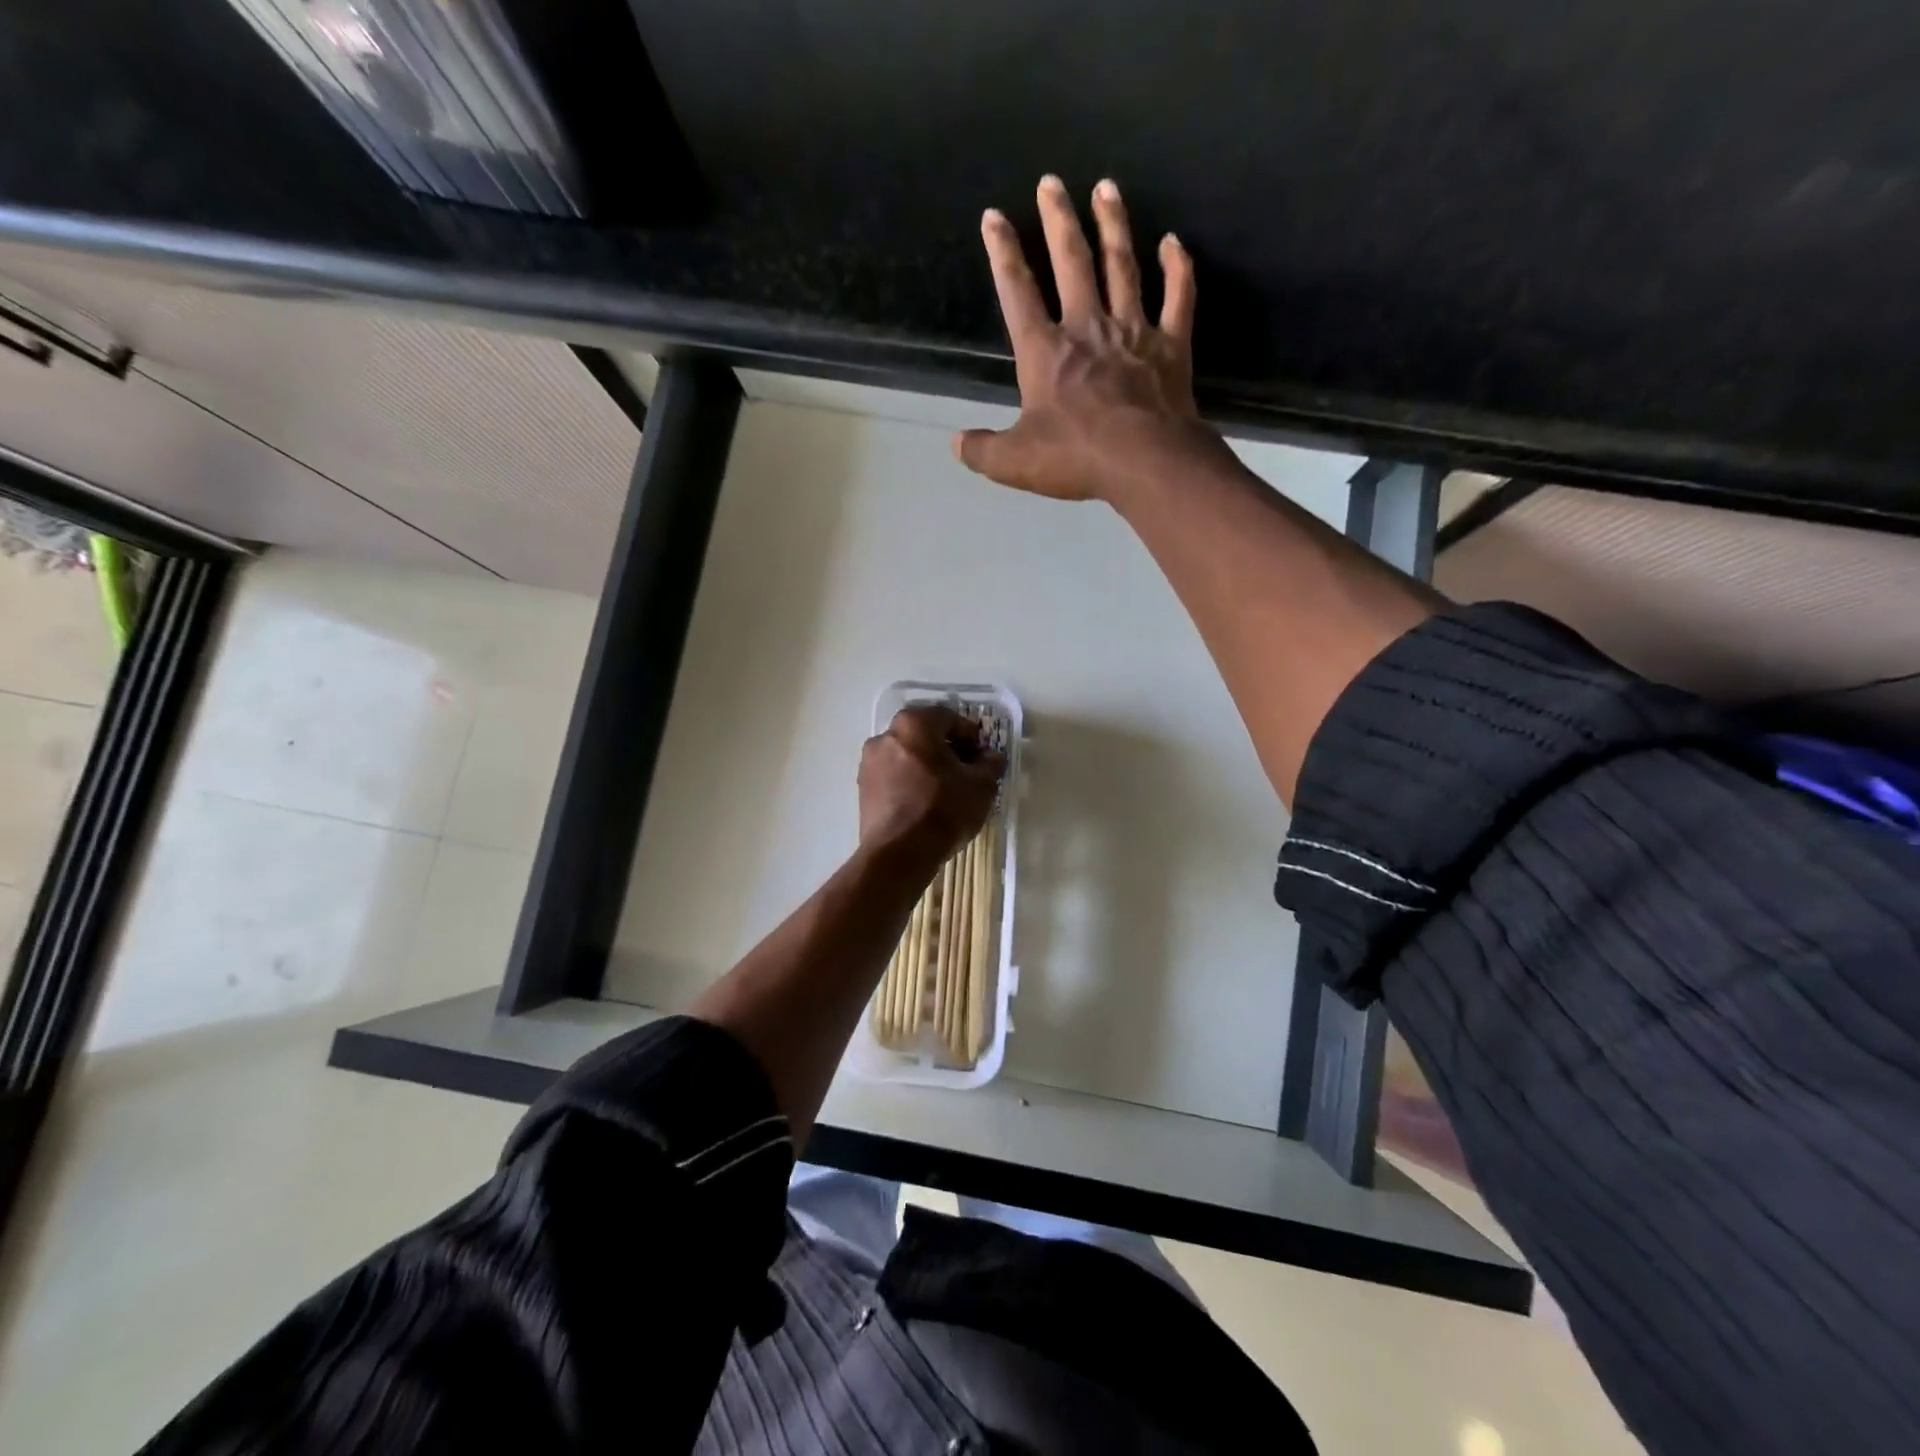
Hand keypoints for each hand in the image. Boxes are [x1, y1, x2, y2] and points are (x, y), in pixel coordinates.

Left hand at [857, 706, 1004, 868]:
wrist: (899, 853)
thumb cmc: (943, 809)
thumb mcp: (981, 786)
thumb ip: (990, 764)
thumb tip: (991, 757)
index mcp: (914, 724)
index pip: (948, 718)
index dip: (970, 735)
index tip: (983, 754)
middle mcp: (886, 736)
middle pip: (924, 735)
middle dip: (947, 749)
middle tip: (966, 770)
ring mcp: (869, 762)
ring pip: (906, 755)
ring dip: (926, 765)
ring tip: (946, 789)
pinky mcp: (862, 788)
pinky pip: (893, 775)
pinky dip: (910, 781)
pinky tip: (925, 802)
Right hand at [954, 175, 1218, 501]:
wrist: (1145, 462)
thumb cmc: (1075, 458)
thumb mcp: (1013, 462)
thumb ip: (982, 451)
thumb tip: (956, 443)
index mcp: (1045, 352)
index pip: (1017, 292)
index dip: (1003, 253)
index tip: (994, 217)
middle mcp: (1087, 328)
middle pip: (1071, 263)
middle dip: (1058, 220)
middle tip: (1052, 182)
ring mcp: (1133, 331)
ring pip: (1121, 266)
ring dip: (1113, 225)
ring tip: (1106, 188)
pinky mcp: (1171, 345)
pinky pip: (1178, 297)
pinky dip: (1177, 269)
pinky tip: (1174, 243)